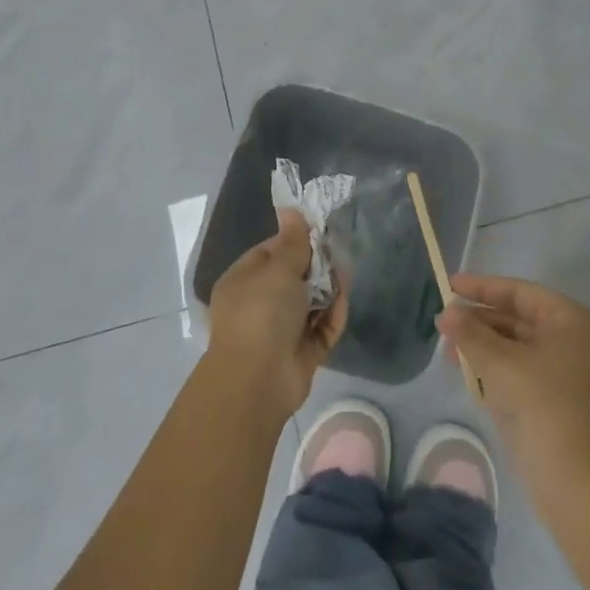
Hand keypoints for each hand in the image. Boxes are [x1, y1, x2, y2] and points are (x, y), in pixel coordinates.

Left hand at [206, 209, 348, 419]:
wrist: (258, 380)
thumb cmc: (261, 312)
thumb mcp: (277, 269)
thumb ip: (292, 242)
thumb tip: (290, 209)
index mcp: (244, 281)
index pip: (270, 252)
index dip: (294, 241)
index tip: (319, 231)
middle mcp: (260, 304)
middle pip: (294, 277)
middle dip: (316, 264)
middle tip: (337, 250)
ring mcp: (281, 330)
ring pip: (311, 302)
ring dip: (328, 288)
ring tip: (346, 271)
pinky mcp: (302, 352)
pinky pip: (321, 326)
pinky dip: (333, 313)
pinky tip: (345, 296)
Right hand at [436, 275, 589, 495]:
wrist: (575, 481)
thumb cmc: (541, 403)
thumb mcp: (499, 361)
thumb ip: (469, 332)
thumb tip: (447, 312)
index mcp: (570, 321)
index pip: (519, 292)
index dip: (482, 288)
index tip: (449, 285)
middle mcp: (572, 341)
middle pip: (517, 319)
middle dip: (478, 320)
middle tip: (442, 321)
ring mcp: (565, 374)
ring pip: (516, 347)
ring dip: (481, 345)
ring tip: (447, 347)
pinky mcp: (555, 403)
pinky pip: (519, 372)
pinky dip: (493, 368)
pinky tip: (465, 370)